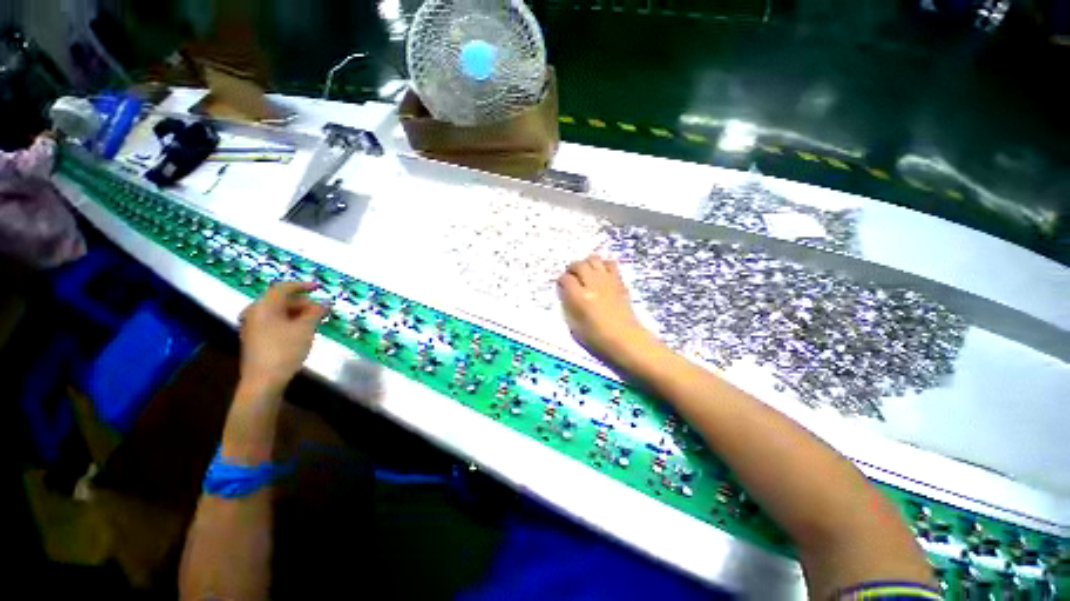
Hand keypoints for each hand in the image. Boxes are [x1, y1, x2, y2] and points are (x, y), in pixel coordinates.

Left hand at [238, 281, 325, 398]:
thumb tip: (324, 303)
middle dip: (303, 303)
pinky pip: (274, 322)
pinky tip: (302, 330)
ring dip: (298, 313)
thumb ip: (315, 312)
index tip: (319, 287)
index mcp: (264, 306)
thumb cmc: (284, 350)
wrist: (263, 380)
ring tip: (315, 320)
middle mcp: (255, 313)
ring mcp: (253, 326)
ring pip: (278, 312)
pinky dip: (289, 322)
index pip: (284, 288)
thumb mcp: (305, 329)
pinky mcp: (255, 339)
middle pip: (280, 300)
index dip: (303, 286)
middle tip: (321, 310)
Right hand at [557, 255, 655, 357]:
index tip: (561, 286)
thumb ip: (568, 306)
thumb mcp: (574, 327)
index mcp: (580, 297)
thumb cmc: (597, 338)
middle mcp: (593, 284)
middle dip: (572, 269)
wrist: (625, 339)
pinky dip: (603, 265)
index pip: (565, 279)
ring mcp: (607, 281)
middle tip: (572, 277)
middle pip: (579, 264)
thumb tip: (566, 294)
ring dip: (587, 264)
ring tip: (585, 273)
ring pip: (594, 259)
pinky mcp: (619, 281)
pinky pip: (610, 263)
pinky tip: (601, 274)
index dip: (561, 281)